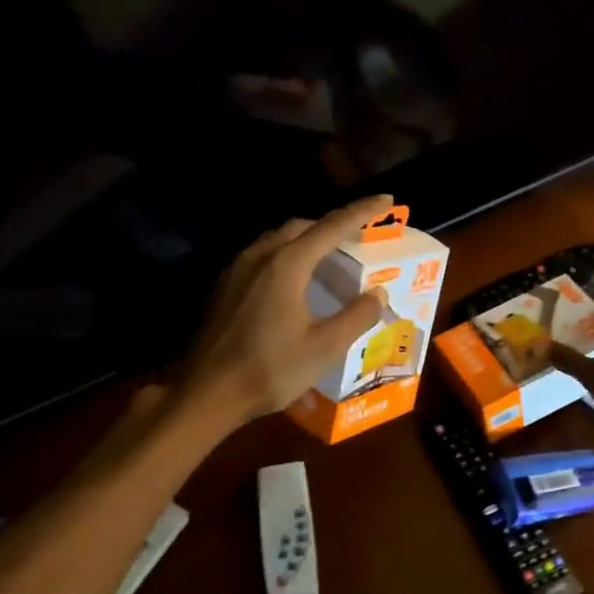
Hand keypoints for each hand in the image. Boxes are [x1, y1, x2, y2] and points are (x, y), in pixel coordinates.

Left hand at [178, 193, 394, 427]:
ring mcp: (236, 270)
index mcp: (287, 265)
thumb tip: (378, 292)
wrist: (207, 393)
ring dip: (306, 240)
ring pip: (277, 240)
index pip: (332, 226)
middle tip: (358, 237)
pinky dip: (286, 256)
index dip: (361, 211)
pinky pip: (261, 257)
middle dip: (332, 225)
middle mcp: (260, 256)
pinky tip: (293, 282)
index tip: (386, 200)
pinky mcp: (224, 287)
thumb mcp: (324, 348)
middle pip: (301, 227)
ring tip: (328, 257)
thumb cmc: (269, 370)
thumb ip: (356, 316)